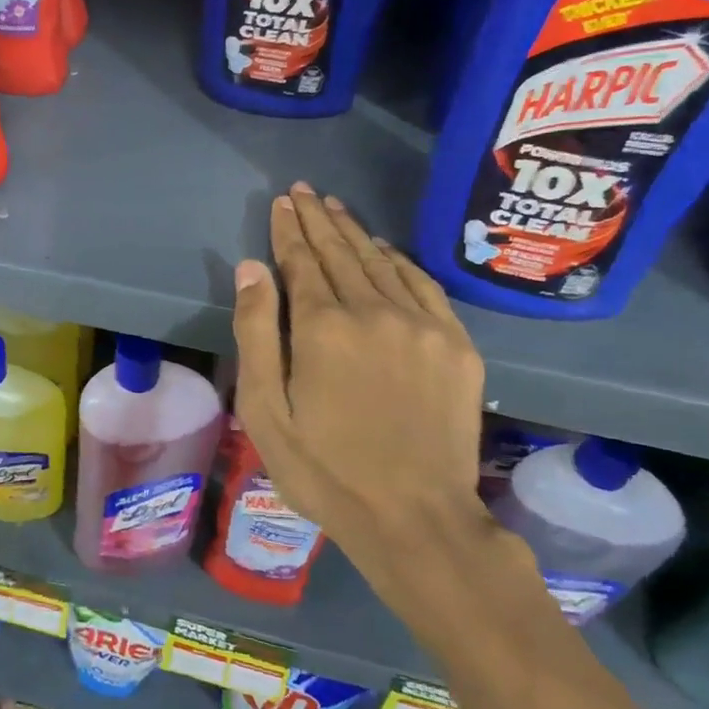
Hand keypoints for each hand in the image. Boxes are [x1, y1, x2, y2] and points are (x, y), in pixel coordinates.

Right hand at [231, 182, 497, 628]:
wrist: (415, 518)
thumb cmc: (324, 469)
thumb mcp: (266, 410)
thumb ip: (256, 333)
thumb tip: (252, 268)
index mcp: (323, 327)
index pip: (302, 261)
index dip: (289, 229)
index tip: (282, 201)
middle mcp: (374, 311)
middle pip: (341, 252)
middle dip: (318, 219)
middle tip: (304, 191)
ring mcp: (422, 326)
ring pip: (382, 262)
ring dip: (355, 233)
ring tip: (336, 208)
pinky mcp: (456, 345)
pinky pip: (423, 286)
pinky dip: (400, 261)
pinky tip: (385, 250)